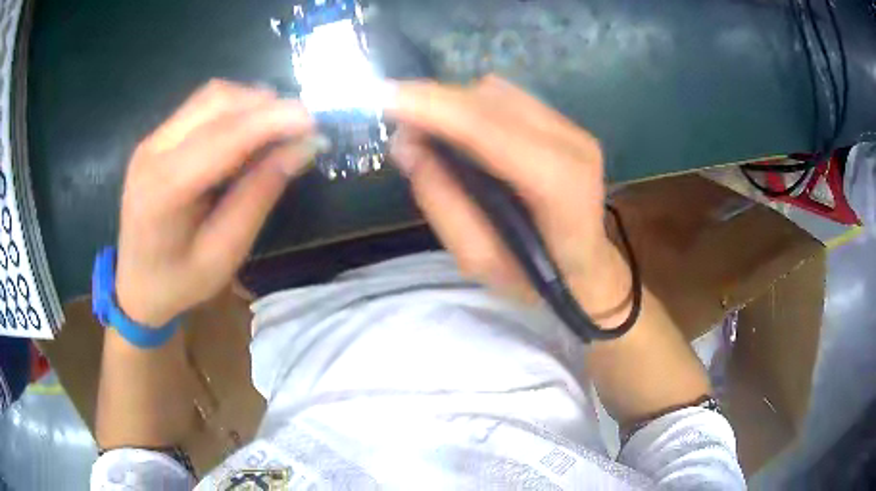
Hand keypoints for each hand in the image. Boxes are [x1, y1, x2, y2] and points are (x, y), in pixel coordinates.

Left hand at [115, 80, 320, 326]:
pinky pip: (202, 105)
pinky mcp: (157, 137)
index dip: (271, 121)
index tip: (314, 122)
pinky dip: (235, 108)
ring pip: (211, 96)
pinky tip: (251, 127)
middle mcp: (153, 151)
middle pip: (217, 102)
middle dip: (265, 105)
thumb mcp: (224, 253)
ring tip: (280, 126)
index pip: (223, 137)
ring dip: (252, 102)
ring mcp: (152, 139)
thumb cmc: (178, 282)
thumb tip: (302, 148)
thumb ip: (259, 195)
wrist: (135, 284)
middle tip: (302, 126)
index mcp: (164, 190)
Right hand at [387, 76, 632, 324]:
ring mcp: (572, 130)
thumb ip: (443, 203)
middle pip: (490, 102)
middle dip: (435, 103)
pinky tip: (462, 133)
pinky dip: (472, 107)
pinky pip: (506, 98)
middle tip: (399, 126)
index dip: (434, 108)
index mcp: (560, 187)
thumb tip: (408, 146)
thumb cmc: (535, 277)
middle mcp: (572, 145)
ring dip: (453, 105)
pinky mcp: (565, 124)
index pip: (490, 130)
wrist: (586, 267)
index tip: (384, 96)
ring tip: (430, 134)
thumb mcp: (480, 261)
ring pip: (496, 93)